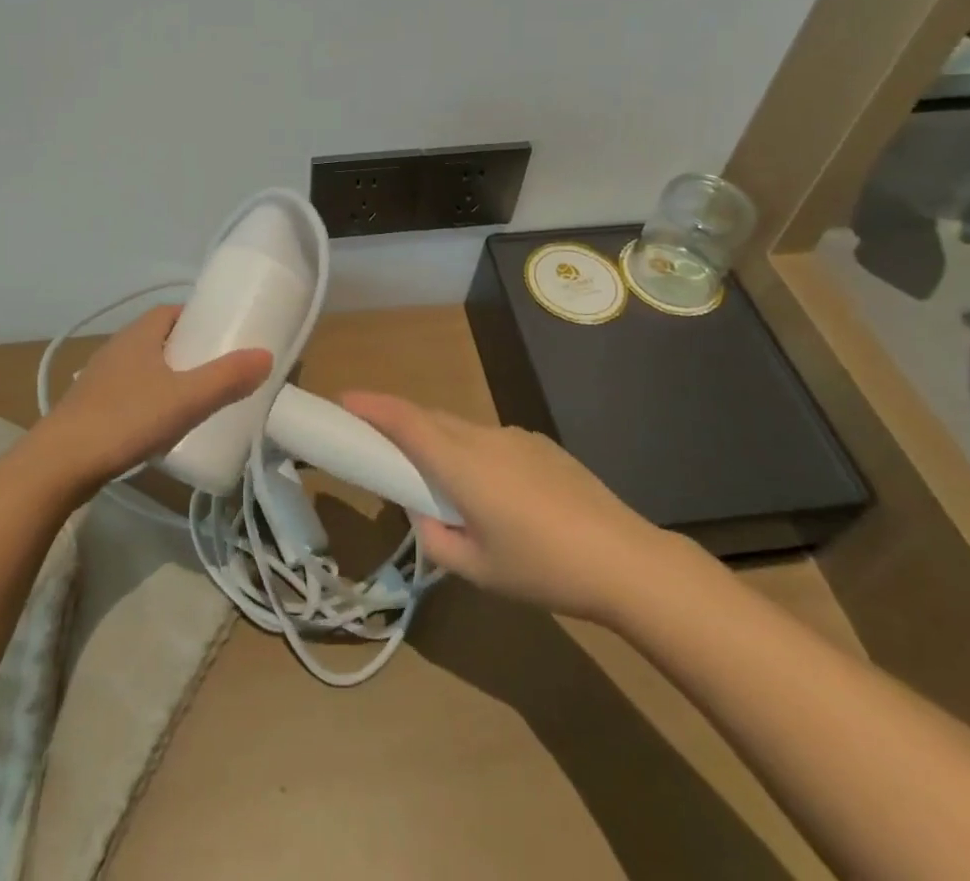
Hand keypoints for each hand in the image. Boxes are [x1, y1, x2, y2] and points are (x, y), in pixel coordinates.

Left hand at [36, 305, 273, 491]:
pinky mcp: (90, 407)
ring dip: (167, 376)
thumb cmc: (125, 419)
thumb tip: (266, 355)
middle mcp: (117, 348)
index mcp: (139, 335)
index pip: (172, 312)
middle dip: (187, 350)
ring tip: (194, 399)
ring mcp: (99, 379)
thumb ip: (227, 378)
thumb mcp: (186, 399)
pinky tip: (160, 425)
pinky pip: (128, 392)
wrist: (59, 464)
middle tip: (217, 370)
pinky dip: (148, 399)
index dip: (198, 319)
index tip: (223, 336)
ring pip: (143, 366)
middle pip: (159, 338)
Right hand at [340, 391, 666, 619]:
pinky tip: (498, 497)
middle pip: (430, 419)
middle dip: (399, 423)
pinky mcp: (542, 446)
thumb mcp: (477, 569)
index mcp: (462, 464)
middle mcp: (484, 438)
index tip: (344, 399)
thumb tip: (423, 515)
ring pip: (462, 430)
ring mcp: (516, 438)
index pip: (406, 422)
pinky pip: (492, 441)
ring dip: (440, 443)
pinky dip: (474, 454)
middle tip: (379, 445)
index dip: (372, 406)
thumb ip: (435, 539)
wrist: (625, 560)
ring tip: (444, 486)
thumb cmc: (542, 568)